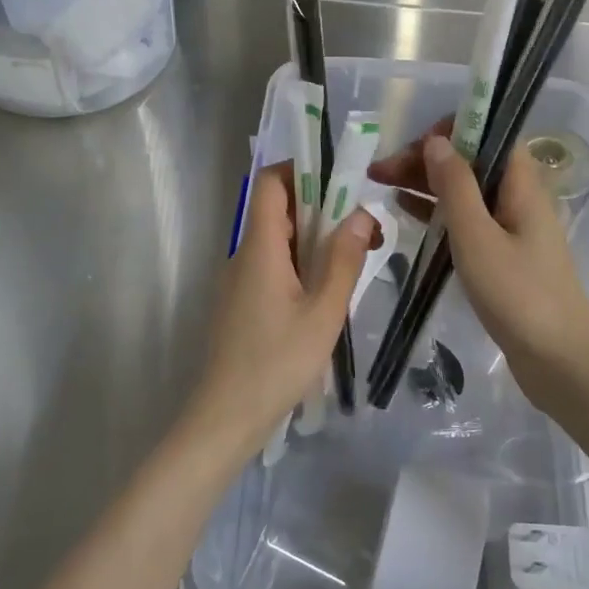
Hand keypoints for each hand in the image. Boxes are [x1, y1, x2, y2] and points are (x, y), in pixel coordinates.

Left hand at [182, 162, 374, 463]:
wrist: (226, 418)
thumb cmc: (277, 362)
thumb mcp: (323, 312)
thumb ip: (344, 260)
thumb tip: (361, 214)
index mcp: (259, 247)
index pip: (269, 182)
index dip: (301, 170)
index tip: (340, 182)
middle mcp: (243, 255)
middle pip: (276, 209)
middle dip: (320, 208)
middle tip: (361, 228)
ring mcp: (239, 280)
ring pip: (276, 239)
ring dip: (312, 239)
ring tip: (352, 259)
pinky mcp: (241, 302)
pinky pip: (271, 265)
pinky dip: (299, 263)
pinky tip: (325, 291)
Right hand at [369, 132, 588, 408]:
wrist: (559, 362)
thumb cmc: (518, 295)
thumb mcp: (477, 237)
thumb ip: (455, 187)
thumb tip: (437, 141)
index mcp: (522, 184)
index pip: (489, 134)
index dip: (451, 130)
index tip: (414, 147)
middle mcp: (518, 198)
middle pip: (471, 162)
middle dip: (426, 160)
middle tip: (379, 171)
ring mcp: (511, 228)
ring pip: (465, 192)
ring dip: (426, 184)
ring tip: (381, 186)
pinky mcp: (503, 256)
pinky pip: (466, 221)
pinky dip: (437, 213)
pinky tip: (406, 212)